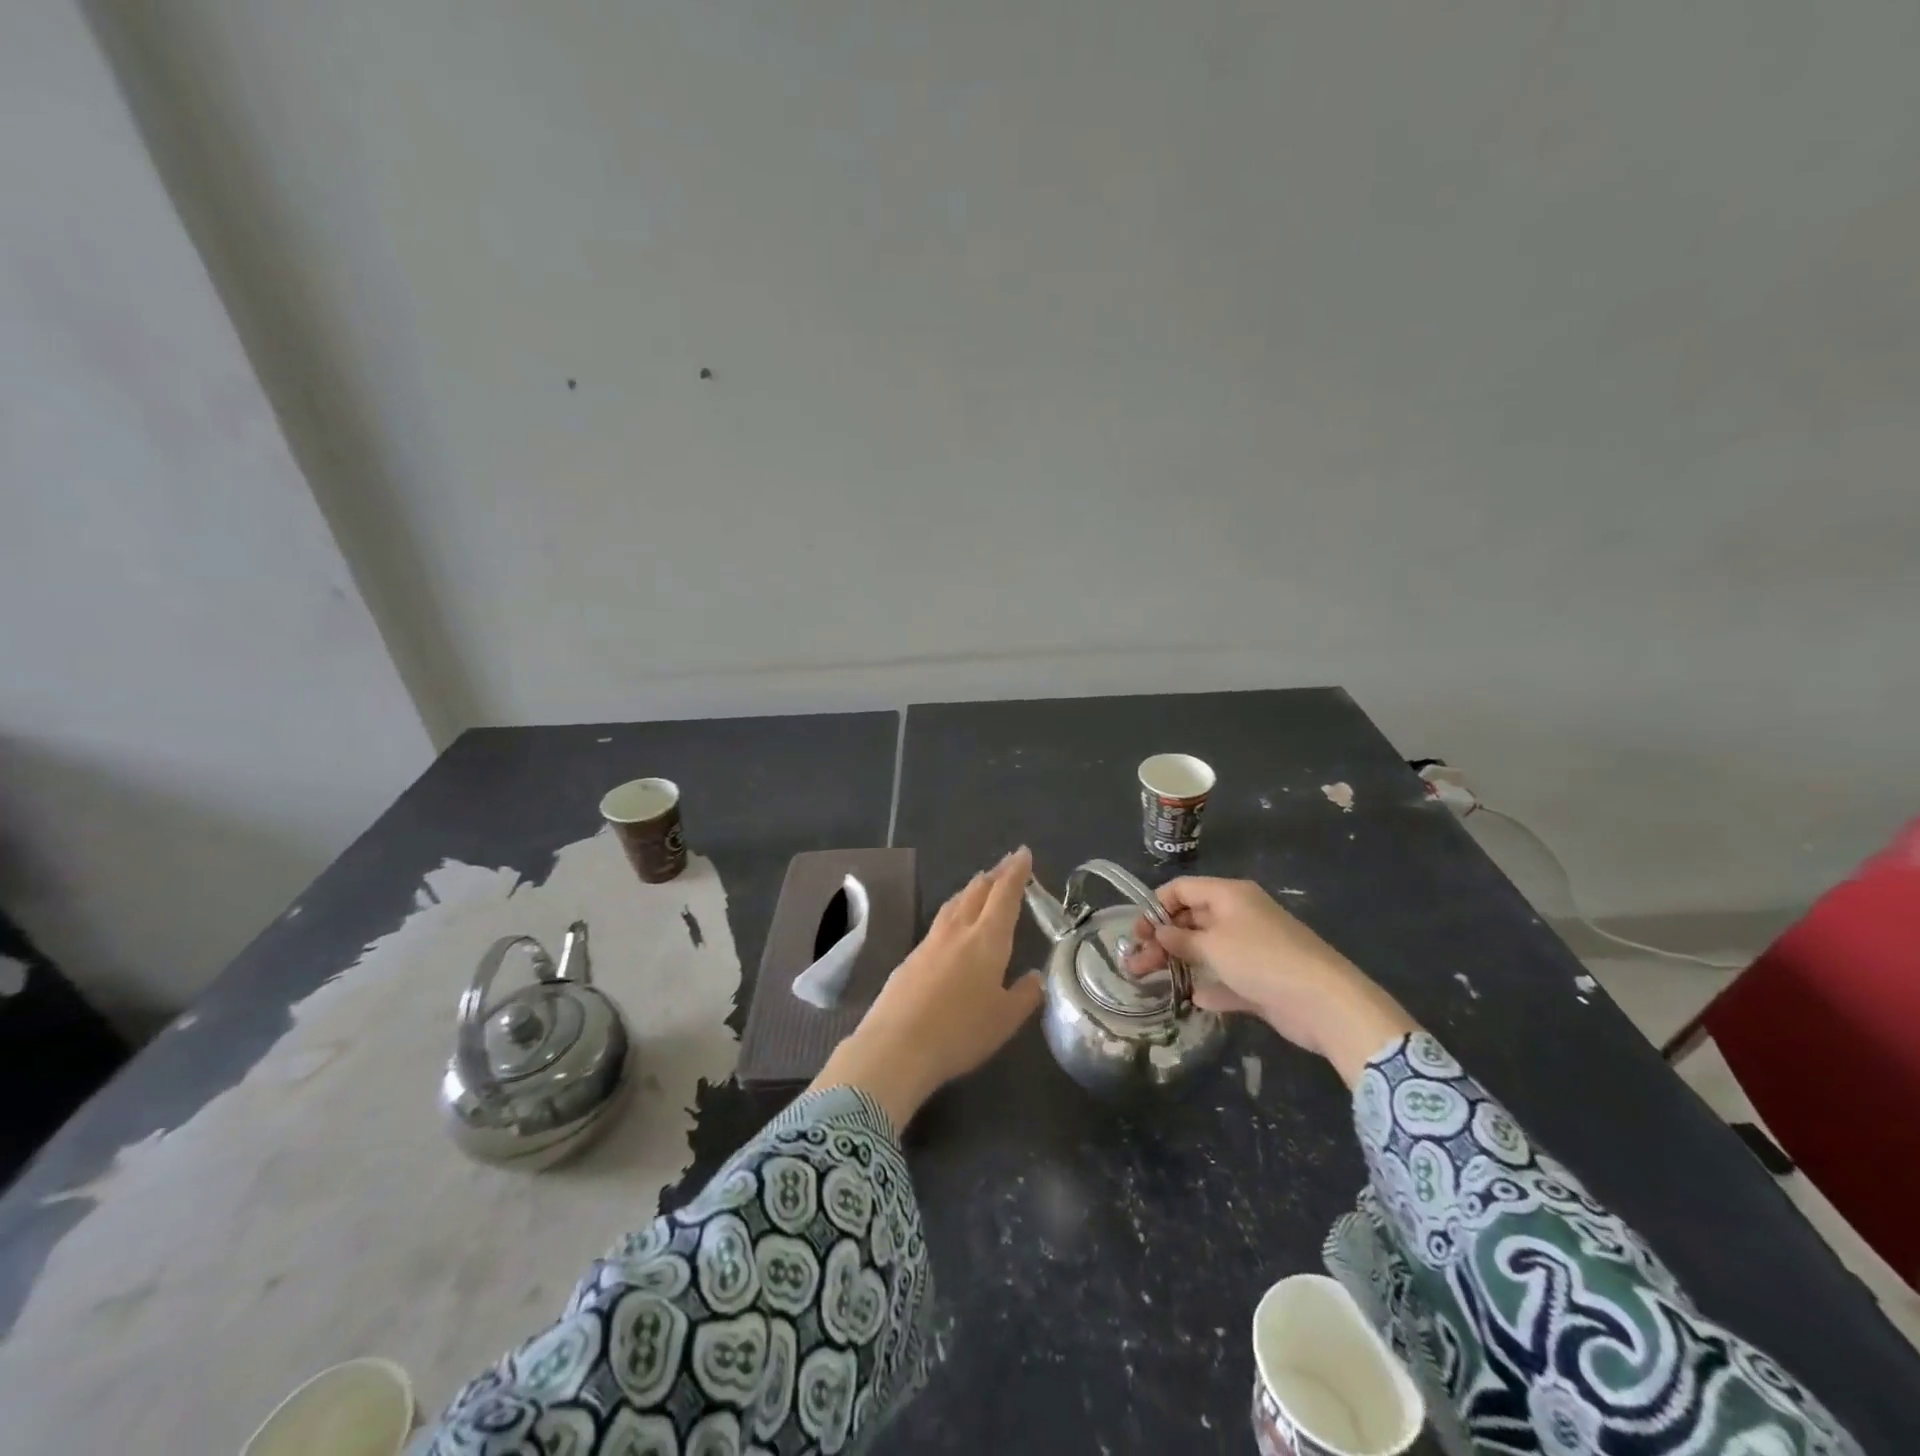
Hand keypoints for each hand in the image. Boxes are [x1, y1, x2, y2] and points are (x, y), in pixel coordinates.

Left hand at [814, 847, 1042, 1126]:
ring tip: (981, 884)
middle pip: (977, 892)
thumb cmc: (960, 1032)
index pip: (1005, 895)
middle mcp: (958, 930)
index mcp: (987, 939)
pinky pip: (939, 922)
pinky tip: (952, 924)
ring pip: (955, 903)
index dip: (1016, 873)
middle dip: (995, 875)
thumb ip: (1024, 995)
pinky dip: (953, 911)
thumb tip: (1035, 977)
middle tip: (1006, 865)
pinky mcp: (910, 957)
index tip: (1023, 853)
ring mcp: (930, 941)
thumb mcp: (1004, 1020)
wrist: (896, 1046)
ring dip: (971, 890)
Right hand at [1127, 877, 1415, 1086]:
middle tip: (1135, 963)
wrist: (1324, 1002)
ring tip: (1148, 981)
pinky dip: (1209, 986)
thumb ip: (1181, 939)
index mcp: (1230, 895)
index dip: (1156, 906)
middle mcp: (1240, 916)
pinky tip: (1191, 998)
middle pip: (1191, 920)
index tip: (1136, 931)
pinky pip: (1226, 978)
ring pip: (1206, 951)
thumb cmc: (1261, 959)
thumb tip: (1160, 933)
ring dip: (1179, 963)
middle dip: (1162, 939)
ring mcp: (1252, 949)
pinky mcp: (1261, 980)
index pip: (1183, 889)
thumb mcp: (1213, 945)